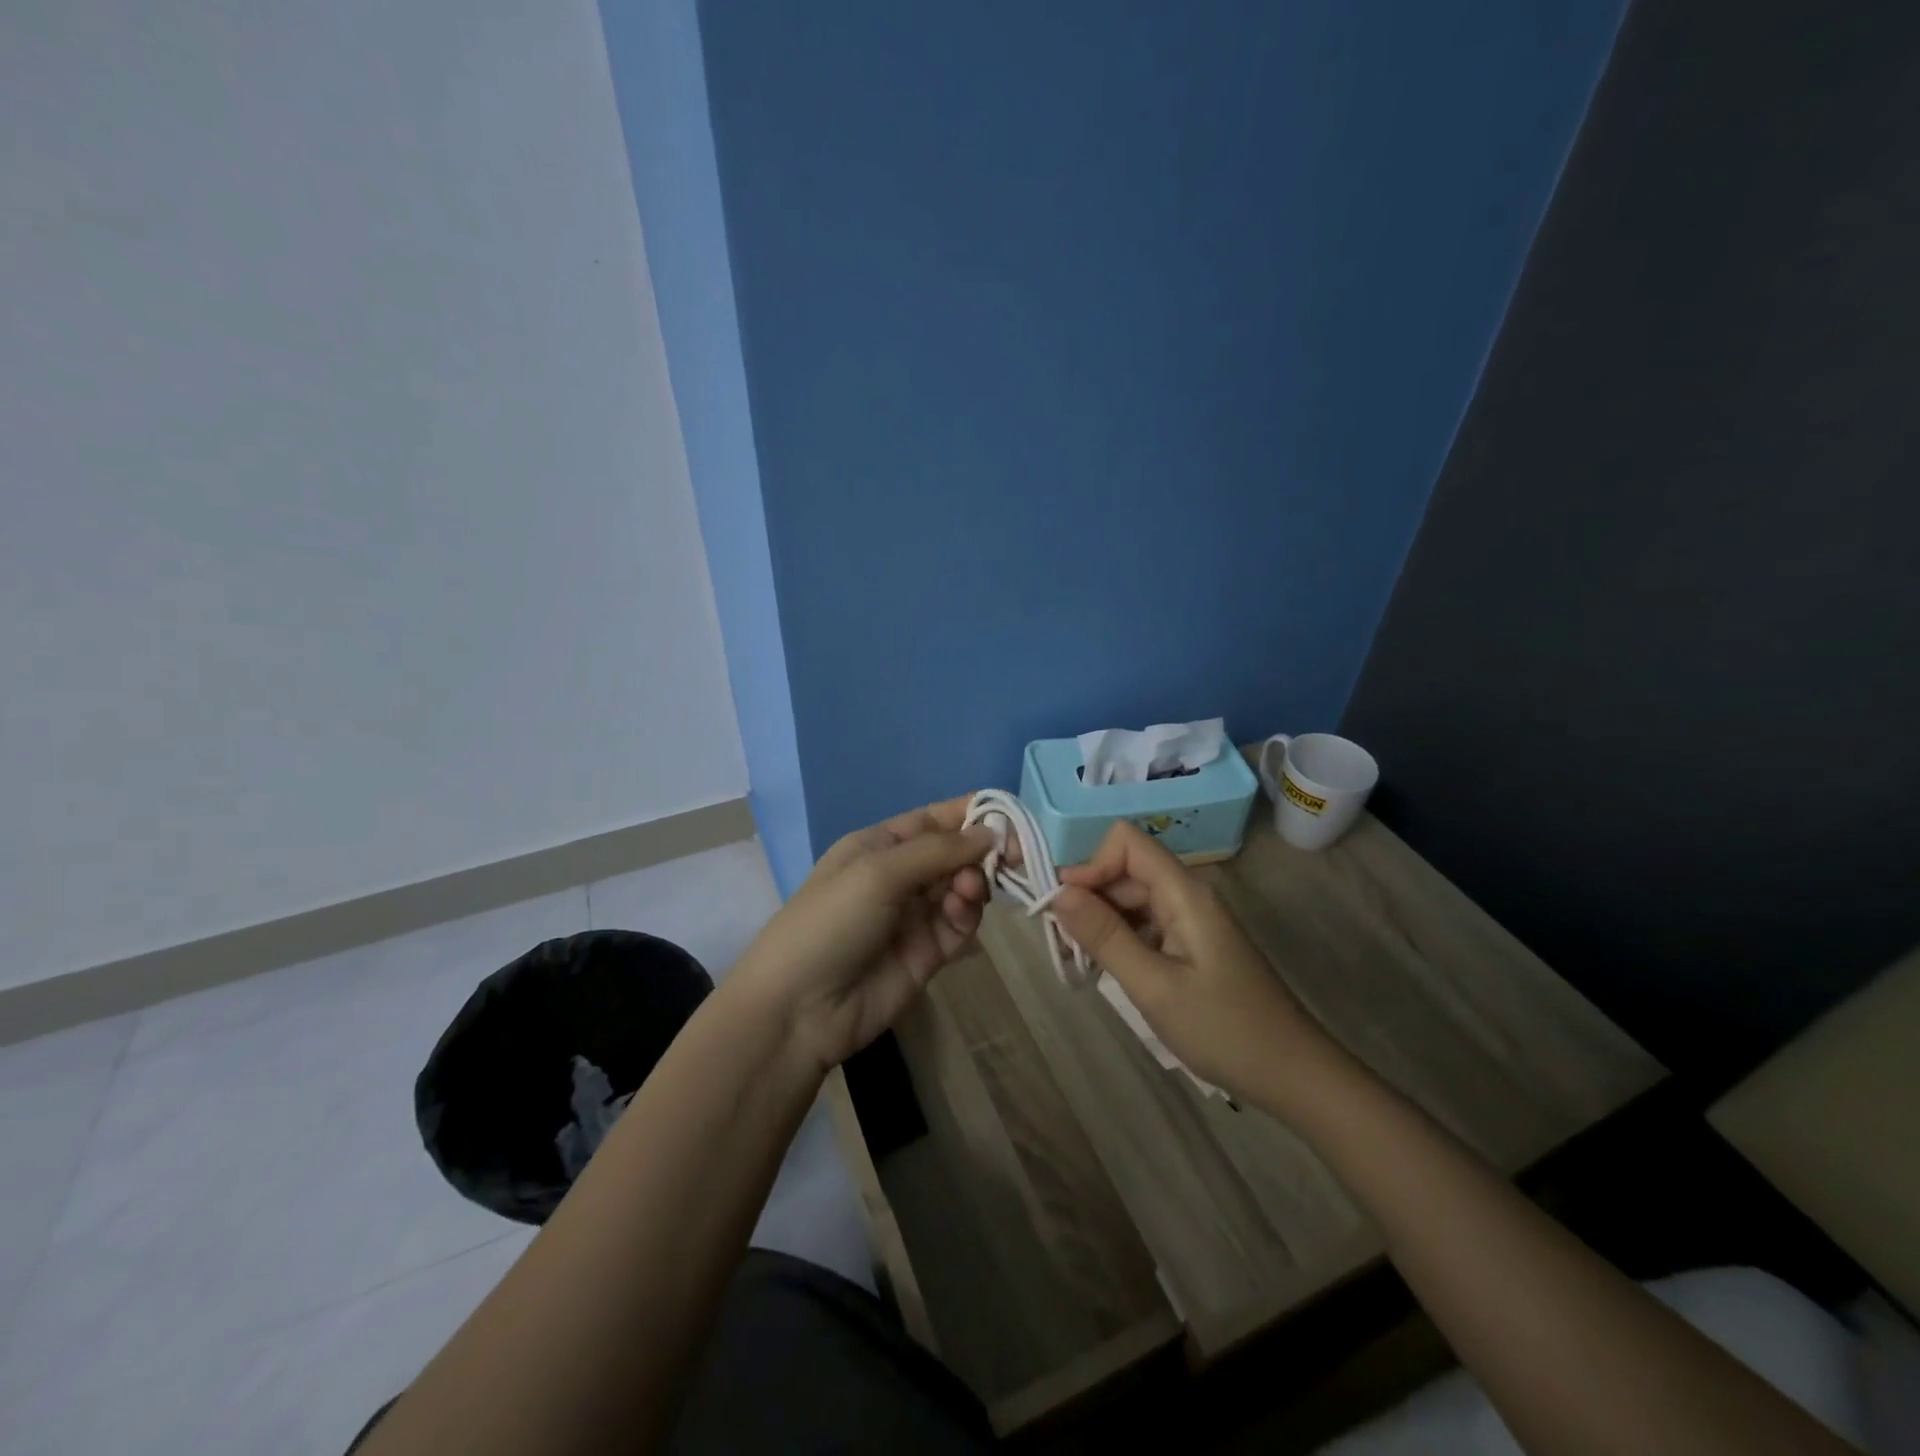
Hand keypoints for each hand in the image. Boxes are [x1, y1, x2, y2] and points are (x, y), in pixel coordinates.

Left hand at [728, 795, 993, 1073]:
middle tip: (1011, 855)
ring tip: (972, 888)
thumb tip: (991, 832)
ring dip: (975, 881)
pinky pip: (961, 923)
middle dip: (981, 849)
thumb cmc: (831, 921)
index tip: (1009, 815)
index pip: (934, 819)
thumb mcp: (878, 871)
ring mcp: (915, 915)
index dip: (970, 813)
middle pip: (954, 852)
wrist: (800, 1009)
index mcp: (879, 845)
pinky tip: (963, 909)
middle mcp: (900, 875)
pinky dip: (969, 912)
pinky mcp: (930, 952)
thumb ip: (938, 850)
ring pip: (962, 886)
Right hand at [1052, 821, 1327, 1101]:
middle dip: (1087, 897)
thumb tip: (1058, 892)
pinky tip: (1106, 970)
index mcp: (1184, 893)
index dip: (1090, 864)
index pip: (1126, 842)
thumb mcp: (1154, 986)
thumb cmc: (1224, 1030)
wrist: (1292, 1075)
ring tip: (1078, 961)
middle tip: (1060, 945)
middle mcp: (1186, 895)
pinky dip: (1119, 939)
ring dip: (1100, 922)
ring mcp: (1190, 920)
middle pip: (1124, 871)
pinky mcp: (1191, 944)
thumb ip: (1105, 936)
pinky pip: (1144, 924)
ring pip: (1131, 899)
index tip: (1066, 907)